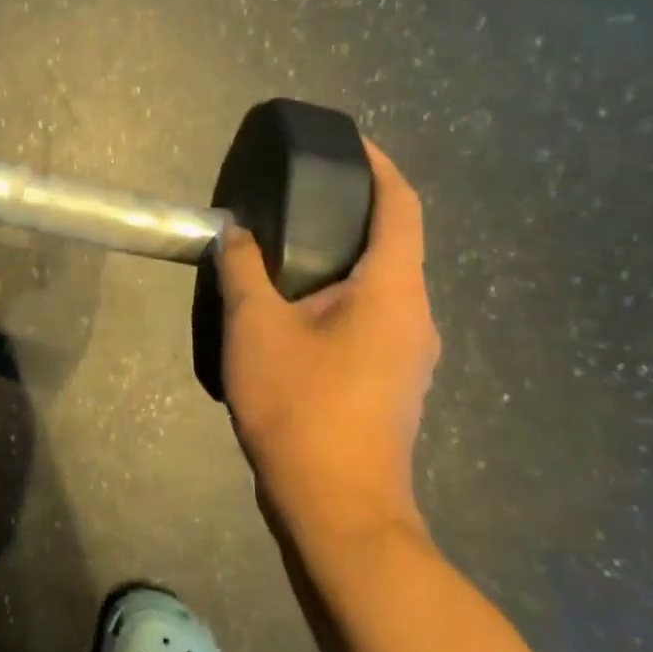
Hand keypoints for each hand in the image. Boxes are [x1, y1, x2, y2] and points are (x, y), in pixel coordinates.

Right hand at [216, 139, 439, 546]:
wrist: (338, 510)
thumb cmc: (301, 406)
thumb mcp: (255, 327)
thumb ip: (244, 269)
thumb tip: (237, 232)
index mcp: (394, 291)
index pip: (402, 207)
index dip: (381, 166)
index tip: (350, 141)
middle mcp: (415, 316)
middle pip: (395, 243)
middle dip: (354, 210)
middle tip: (298, 193)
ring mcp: (408, 354)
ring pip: (380, 283)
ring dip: (341, 256)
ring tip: (286, 245)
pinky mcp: (390, 381)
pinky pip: (370, 315)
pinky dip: (338, 292)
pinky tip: (292, 305)